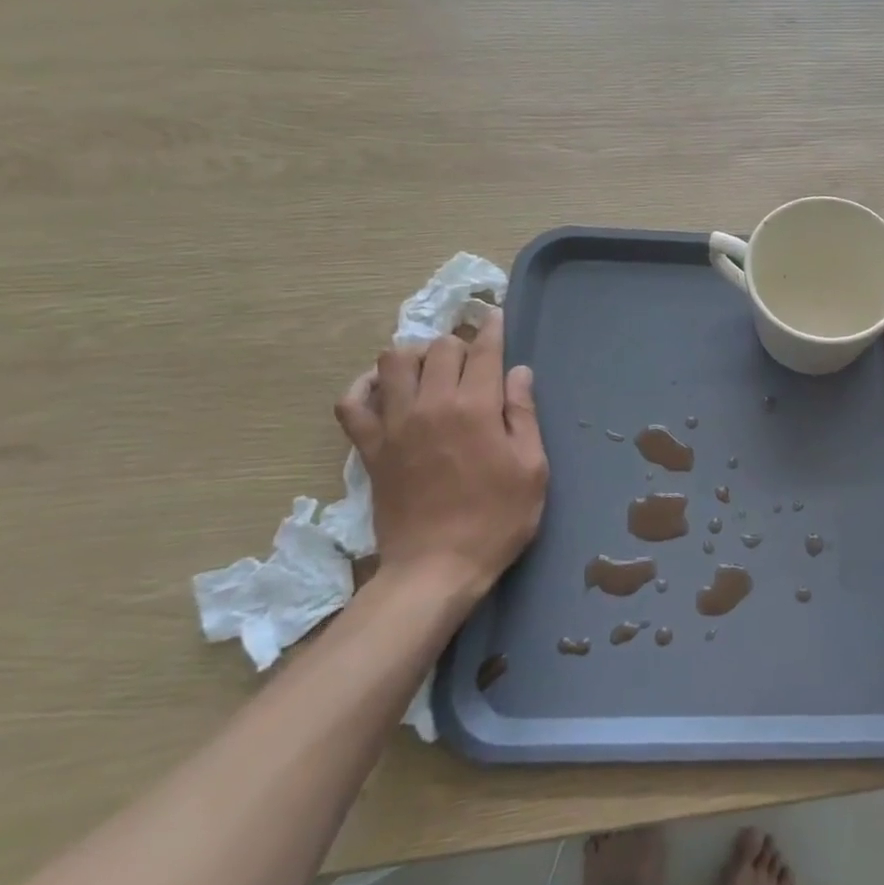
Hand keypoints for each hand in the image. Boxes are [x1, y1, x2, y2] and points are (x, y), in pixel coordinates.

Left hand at [334, 305, 547, 601]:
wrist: (437, 567)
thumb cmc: (497, 519)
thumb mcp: (531, 467)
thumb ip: (523, 414)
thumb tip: (518, 372)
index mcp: (475, 407)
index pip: (483, 350)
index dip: (493, 329)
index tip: (496, 317)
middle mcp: (430, 404)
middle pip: (438, 347)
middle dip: (459, 343)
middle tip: (473, 359)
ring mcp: (394, 424)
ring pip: (393, 360)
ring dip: (415, 354)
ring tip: (431, 369)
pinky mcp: (370, 447)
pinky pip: (352, 401)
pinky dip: (365, 386)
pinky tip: (384, 388)